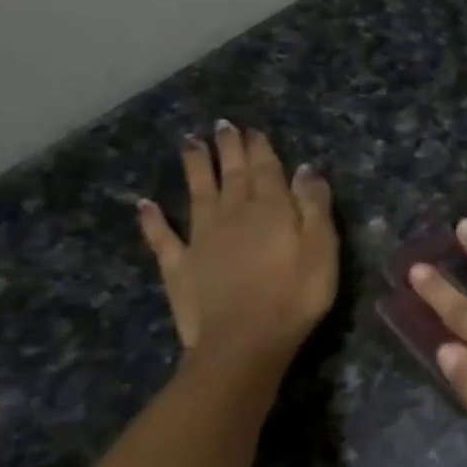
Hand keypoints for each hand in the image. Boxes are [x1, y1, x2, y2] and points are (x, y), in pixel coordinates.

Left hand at [137, 121, 338, 369]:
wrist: (245, 341)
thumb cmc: (296, 295)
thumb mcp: (322, 248)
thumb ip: (314, 206)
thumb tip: (306, 169)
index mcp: (270, 210)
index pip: (266, 170)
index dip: (259, 148)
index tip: (252, 129)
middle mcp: (231, 215)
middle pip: (231, 175)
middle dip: (228, 149)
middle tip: (221, 126)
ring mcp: (200, 240)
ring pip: (197, 194)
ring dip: (194, 168)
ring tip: (189, 143)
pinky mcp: (179, 266)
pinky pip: (163, 237)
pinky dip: (153, 219)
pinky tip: (145, 205)